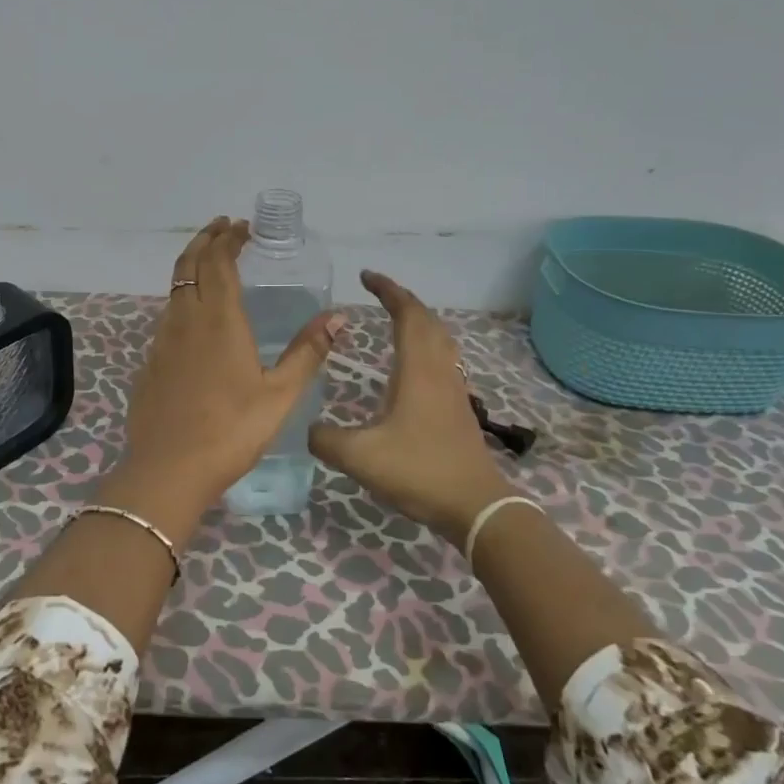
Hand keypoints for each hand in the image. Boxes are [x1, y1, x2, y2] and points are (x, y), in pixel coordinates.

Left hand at [101, 217, 345, 536]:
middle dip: (205, 240)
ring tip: (210, 264)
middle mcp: (186, 320)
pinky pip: (167, 317)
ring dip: (191, 267)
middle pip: (189, 265)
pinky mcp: (150, 363)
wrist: (168, 470)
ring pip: (174, 289)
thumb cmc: (231, 431)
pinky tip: (195, 319)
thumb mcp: (280, 395)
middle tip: (222, 228)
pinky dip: (182, 299)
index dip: (228, 239)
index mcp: (219, 320)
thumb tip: (338, 317)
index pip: (218, 261)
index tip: (242, 227)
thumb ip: (308, 352)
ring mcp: (162, 341)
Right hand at [309, 270, 512, 544]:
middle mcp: (439, 370)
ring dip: (418, 321)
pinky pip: (442, 359)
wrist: (475, 506)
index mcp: (417, 370)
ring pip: (439, 339)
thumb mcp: (360, 457)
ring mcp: (453, 388)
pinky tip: (413, 366)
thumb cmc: (419, 471)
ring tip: (394, 320)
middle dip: (403, 300)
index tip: (366, 277)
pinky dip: (425, 345)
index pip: (407, 314)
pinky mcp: (458, 407)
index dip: (388, 291)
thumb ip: (326, 439)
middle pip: (427, 320)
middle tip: (378, 293)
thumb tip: (307, 429)